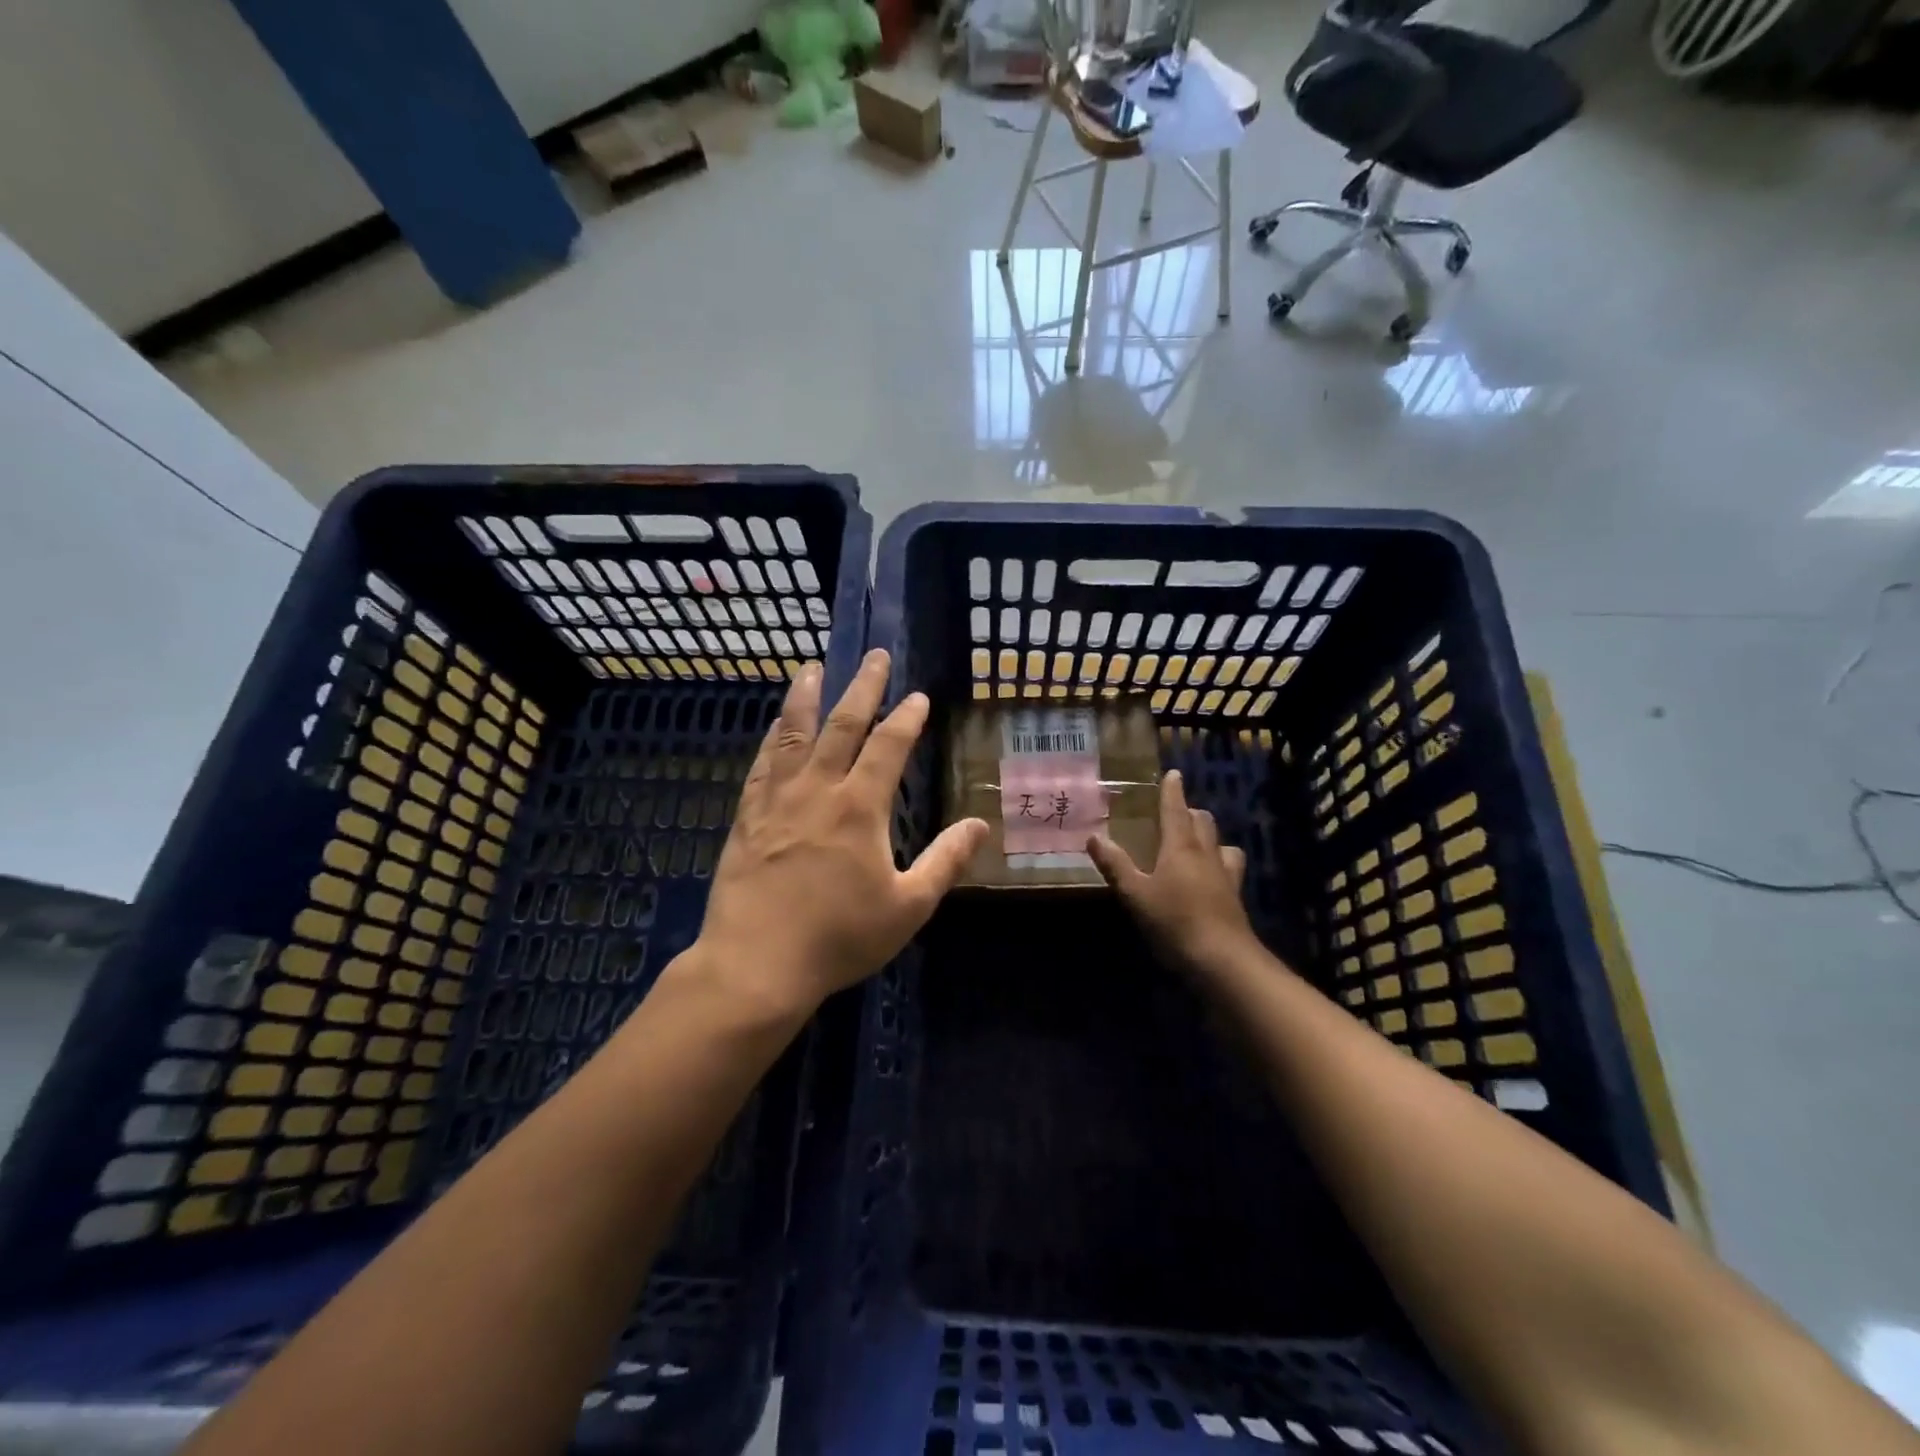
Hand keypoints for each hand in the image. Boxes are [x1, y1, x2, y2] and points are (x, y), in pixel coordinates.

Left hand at [690, 650, 988, 1019]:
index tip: (918, 696)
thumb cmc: (839, 938)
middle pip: (842, 725)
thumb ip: (945, 862)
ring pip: (793, 734)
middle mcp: (817, 790)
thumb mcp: (908, 906)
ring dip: (807, 697)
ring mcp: (776, 800)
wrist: (756, 965)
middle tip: (873, 656)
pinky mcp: (747, 817)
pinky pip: (761, 765)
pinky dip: (772, 739)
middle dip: (862, 687)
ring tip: (813, 668)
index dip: (906, 718)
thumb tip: (979, 825)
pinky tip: (774, 728)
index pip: (888, 747)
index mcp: (859, 807)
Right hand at [1087, 770, 1257, 973]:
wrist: (1222, 959)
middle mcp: (1206, 854)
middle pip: (1203, 821)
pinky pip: (1230, 869)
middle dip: (1189, 812)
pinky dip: (1219, 864)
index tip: (1173, 773)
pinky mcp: (1235, 897)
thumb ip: (1115, 865)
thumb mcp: (1135, 894)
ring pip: (1221, 843)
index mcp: (1181, 847)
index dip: (1172, 790)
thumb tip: (1094, 837)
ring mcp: (1225, 875)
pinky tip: (1210, 878)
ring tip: (1195, 845)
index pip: (1176, 809)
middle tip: (1174, 814)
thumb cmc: (1174, 921)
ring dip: (1208, 837)